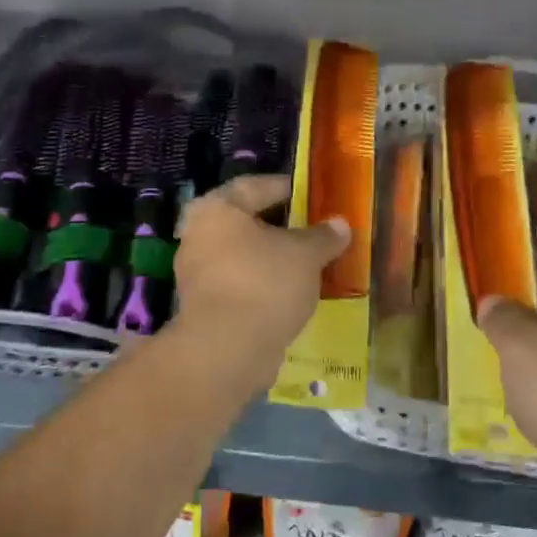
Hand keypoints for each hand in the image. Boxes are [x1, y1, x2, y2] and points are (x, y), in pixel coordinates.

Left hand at [174, 174, 350, 366]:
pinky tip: (288, 293)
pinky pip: (238, 284)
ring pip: (241, 256)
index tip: (309, 195)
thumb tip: (340, 224)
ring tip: (305, 264)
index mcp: (217, 209)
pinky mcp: (202, 307)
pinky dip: (261, 284)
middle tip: (311, 230)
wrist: (227, 350)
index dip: (284, 188)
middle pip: (245, 222)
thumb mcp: (306, 254)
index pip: (254, 186)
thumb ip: (323, 236)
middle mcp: (197, 235)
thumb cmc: (265, 283)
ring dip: (270, 258)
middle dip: (278, 227)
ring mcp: (196, 274)